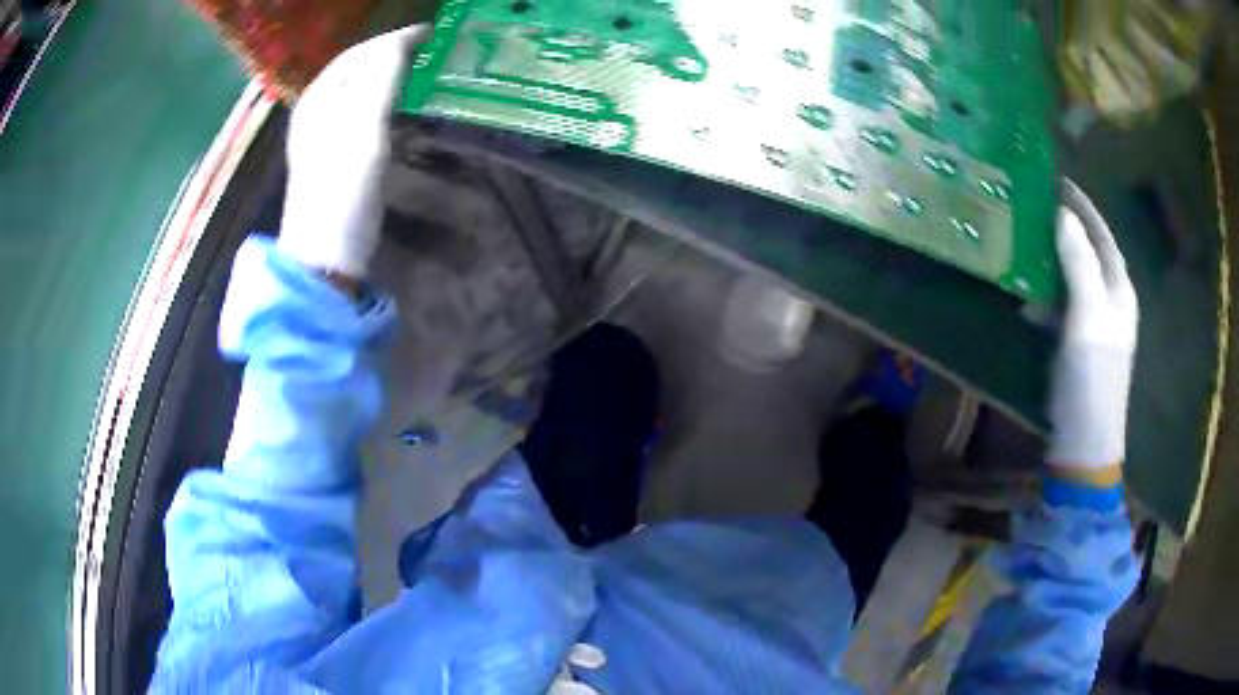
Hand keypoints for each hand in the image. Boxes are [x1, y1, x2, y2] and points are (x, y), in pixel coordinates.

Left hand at [277, 25, 429, 279]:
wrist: (324, 258)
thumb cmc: (342, 191)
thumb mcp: (362, 126)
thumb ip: (380, 77)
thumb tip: (403, 38)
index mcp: (318, 98)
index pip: (360, 52)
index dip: (396, 39)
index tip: (435, 35)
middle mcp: (316, 111)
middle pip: (358, 70)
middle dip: (394, 55)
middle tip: (433, 54)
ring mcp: (322, 136)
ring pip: (360, 91)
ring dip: (391, 78)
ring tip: (423, 76)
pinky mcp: (334, 160)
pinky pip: (362, 114)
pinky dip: (386, 104)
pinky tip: (402, 112)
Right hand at [1047, 180, 1138, 477]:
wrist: (1084, 442)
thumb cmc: (1091, 379)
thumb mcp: (1087, 318)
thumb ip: (1079, 264)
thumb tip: (1063, 214)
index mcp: (1119, 290)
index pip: (1102, 235)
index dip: (1083, 207)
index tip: (1056, 181)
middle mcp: (1110, 302)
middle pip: (1088, 252)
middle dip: (1065, 228)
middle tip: (1034, 207)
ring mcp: (1095, 325)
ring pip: (1073, 277)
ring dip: (1052, 260)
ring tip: (1024, 243)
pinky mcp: (1078, 345)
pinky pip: (1062, 304)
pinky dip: (1046, 293)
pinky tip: (1027, 294)